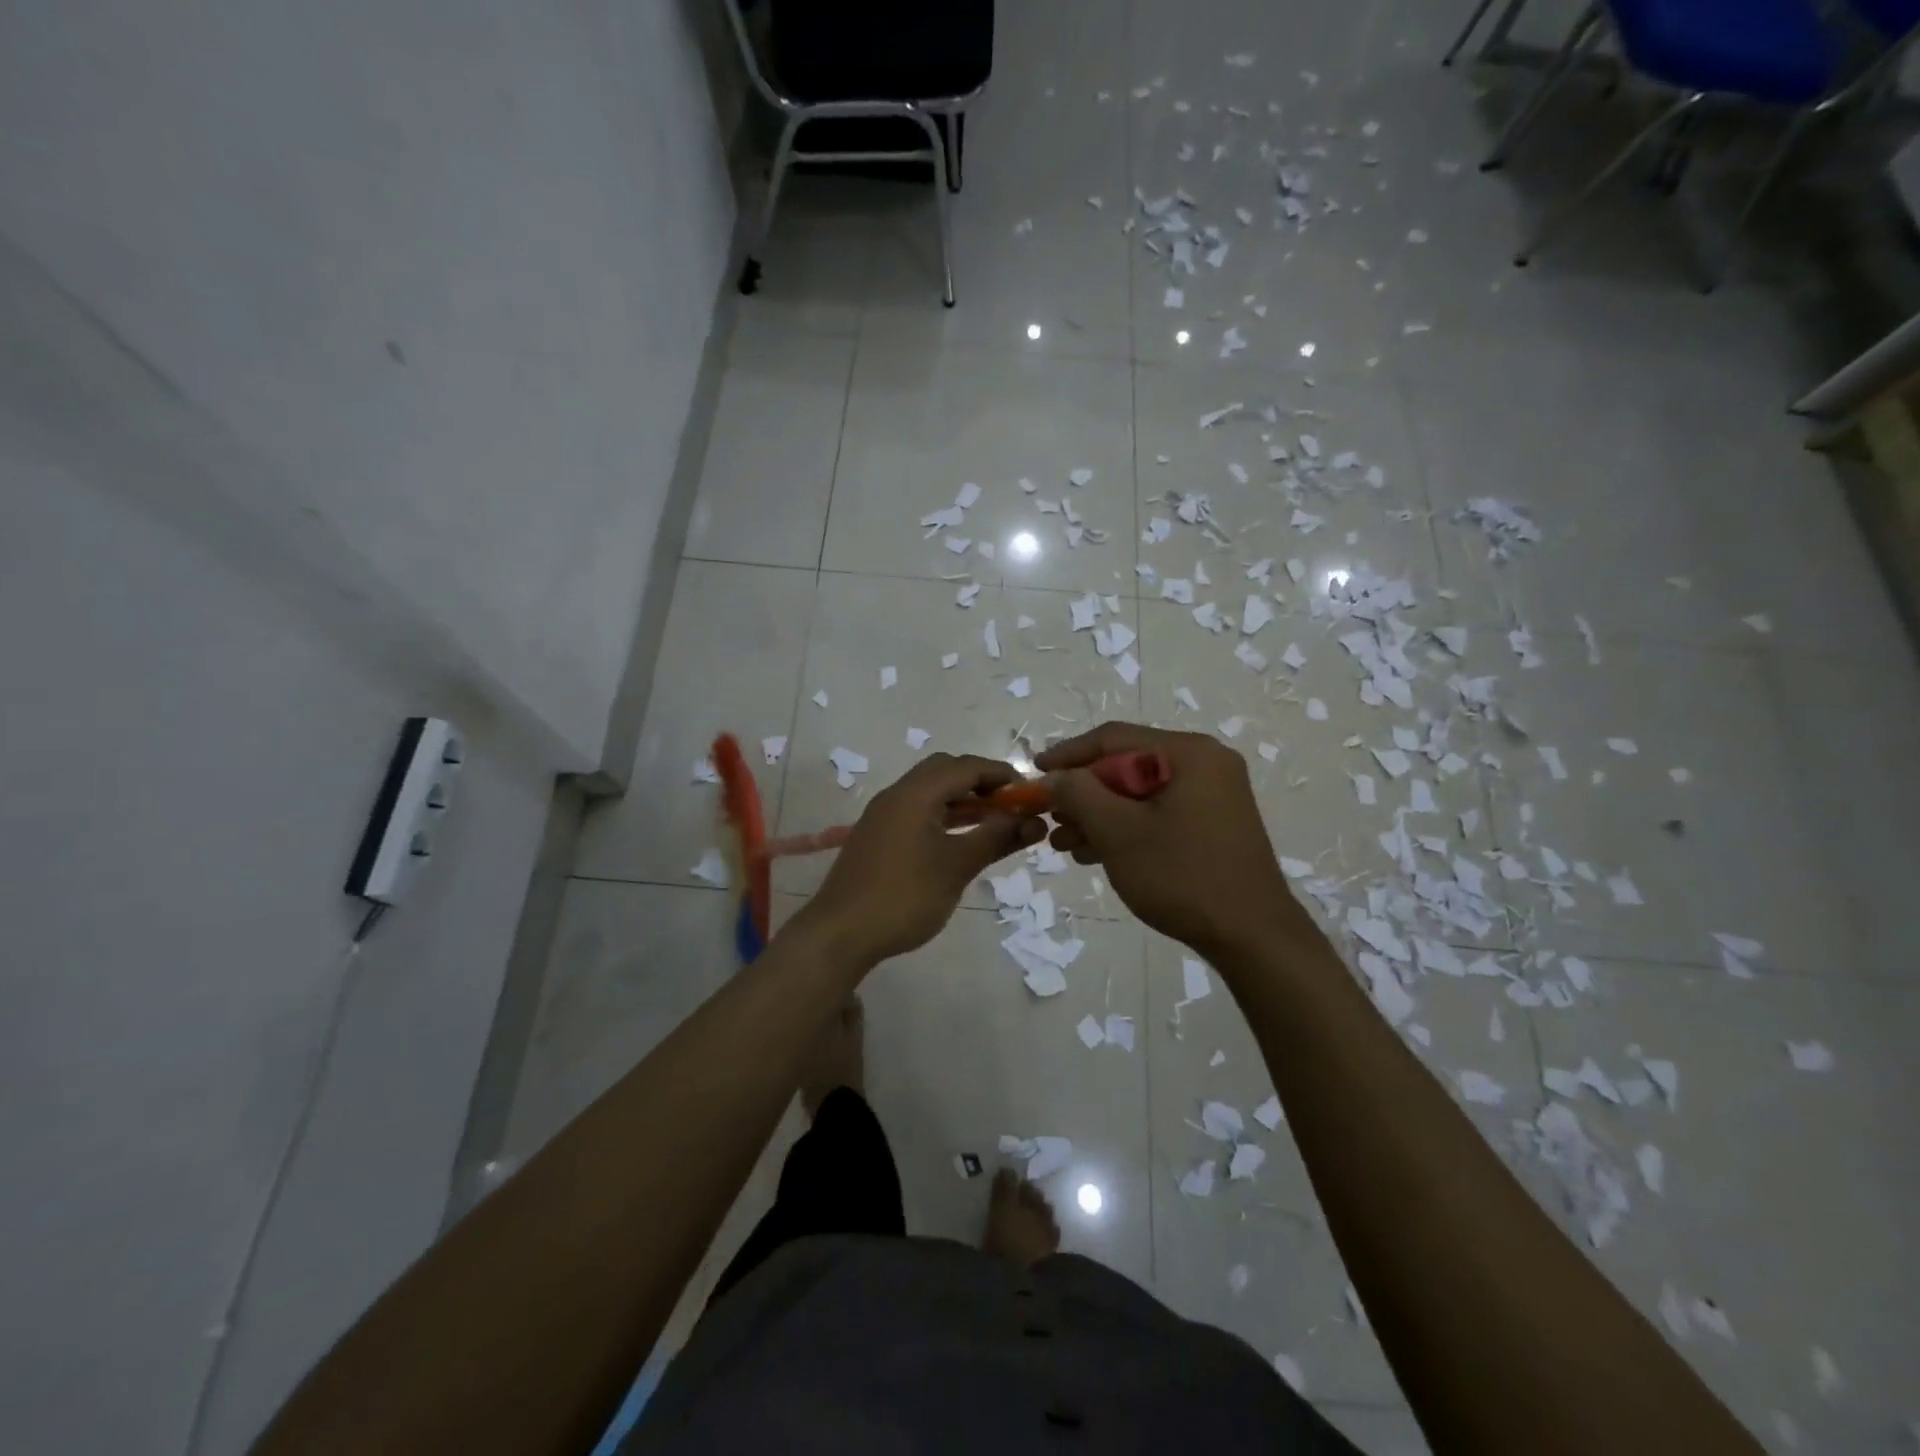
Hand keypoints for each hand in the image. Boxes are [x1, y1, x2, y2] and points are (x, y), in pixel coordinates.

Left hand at [796, 754, 1044, 968]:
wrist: (840, 934)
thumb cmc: (904, 896)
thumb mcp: (957, 866)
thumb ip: (997, 838)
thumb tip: (1034, 821)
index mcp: (915, 793)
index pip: (966, 766)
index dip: (1001, 774)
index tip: (1030, 793)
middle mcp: (897, 795)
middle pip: (945, 771)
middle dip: (981, 783)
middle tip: (1010, 806)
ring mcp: (883, 816)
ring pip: (930, 793)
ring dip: (963, 801)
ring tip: (994, 824)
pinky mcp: (877, 837)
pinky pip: (917, 812)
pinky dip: (944, 817)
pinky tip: (959, 841)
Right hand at [1036, 722, 1303, 957]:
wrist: (1252, 937)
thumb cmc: (1182, 875)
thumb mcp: (1118, 831)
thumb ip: (1078, 793)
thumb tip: (1053, 777)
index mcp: (1188, 753)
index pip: (1113, 738)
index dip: (1068, 755)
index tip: (1033, 775)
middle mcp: (1205, 764)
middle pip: (1126, 765)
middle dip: (1082, 793)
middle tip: (1049, 818)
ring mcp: (1213, 795)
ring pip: (1139, 793)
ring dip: (1098, 815)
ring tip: (1063, 843)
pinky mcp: (1212, 824)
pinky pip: (1158, 812)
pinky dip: (1125, 828)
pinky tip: (1094, 852)